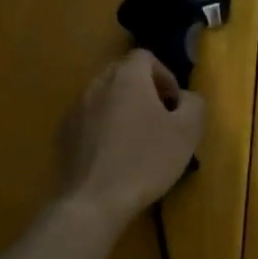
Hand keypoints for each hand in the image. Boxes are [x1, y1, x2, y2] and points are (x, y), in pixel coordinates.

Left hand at [58, 50, 207, 225]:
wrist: (93, 201)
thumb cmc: (145, 161)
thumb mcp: (186, 133)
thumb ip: (194, 104)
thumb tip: (186, 98)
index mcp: (127, 78)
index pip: (145, 57)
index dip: (164, 75)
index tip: (174, 104)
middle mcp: (97, 85)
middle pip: (122, 74)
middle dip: (143, 90)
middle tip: (159, 119)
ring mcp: (75, 109)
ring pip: (104, 97)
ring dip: (122, 109)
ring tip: (136, 140)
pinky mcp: (63, 135)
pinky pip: (88, 120)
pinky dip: (103, 128)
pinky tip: (113, 157)